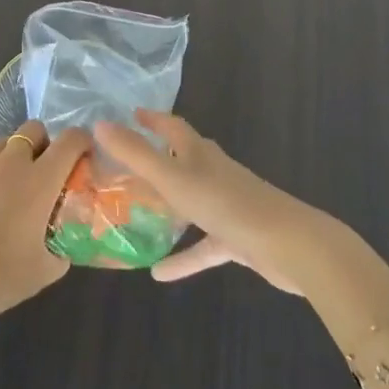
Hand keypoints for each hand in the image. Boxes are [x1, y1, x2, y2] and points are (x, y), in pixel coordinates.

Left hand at [0, 121, 91, 331]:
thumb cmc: (0, 277)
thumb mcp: (47, 269)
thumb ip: (61, 247)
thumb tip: (63, 239)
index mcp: (40, 180)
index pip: (70, 140)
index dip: (82, 142)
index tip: (84, 155)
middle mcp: (10, 163)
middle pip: (33, 129)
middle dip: (43, 144)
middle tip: (43, 172)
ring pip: (2, 143)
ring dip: (13, 156)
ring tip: (10, 187)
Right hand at [94, 111, 333, 294]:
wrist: (289, 244)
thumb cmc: (226, 204)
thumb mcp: (173, 178)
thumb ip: (135, 154)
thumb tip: (99, 124)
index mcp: (198, 152)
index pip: (172, 125)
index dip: (151, 119)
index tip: (131, 114)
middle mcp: (212, 171)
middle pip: (181, 158)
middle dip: (156, 157)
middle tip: (123, 164)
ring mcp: (226, 205)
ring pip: (189, 200)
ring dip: (166, 205)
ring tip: (135, 213)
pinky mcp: (236, 237)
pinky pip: (202, 244)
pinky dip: (183, 256)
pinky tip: (158, 274)